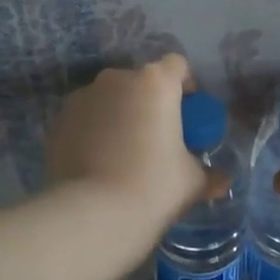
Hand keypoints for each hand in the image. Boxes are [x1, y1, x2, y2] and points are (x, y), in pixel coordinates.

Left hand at [46, 54, 227, 240]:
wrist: (94, 214)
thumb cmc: (154, 187)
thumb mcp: (192, 182)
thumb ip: (209, 174)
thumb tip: (221, 181)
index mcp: (155, 83)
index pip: (177, 66)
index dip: (185, 86)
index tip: (188, 115)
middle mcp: (116, 79)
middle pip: (140, 82)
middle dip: (149, 102)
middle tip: (157, 137)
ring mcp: (82, 98)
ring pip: (109, 99)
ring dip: (119, 115)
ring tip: (124, 153)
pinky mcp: (58, 121)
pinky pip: (85, 119)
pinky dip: (94, 131)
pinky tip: (99, 163)